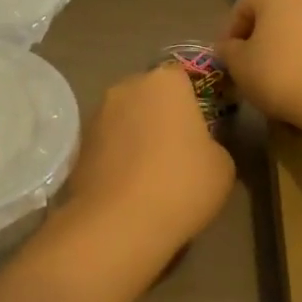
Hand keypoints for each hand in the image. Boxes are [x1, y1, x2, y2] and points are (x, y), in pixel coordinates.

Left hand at [61, 65, 234, 254]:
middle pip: (149, 94)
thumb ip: (212, 143)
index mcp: (165, 82)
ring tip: (151, 174)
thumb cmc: (181, 184)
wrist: (118, 224)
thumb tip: (198, 147)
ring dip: (136, 136)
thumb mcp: (223, 165)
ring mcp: (97, 115)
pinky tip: (129, 187)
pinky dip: (117, 157)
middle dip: (161, 115)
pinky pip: (107, 144)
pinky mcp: (78, 145)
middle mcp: (126, 87)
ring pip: (125, 118)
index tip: (201, 129)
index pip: (183, 77)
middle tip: (177, 151)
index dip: (192, 102)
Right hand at [217, 0, 301, 133]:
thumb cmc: (279, 74)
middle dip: (257, 38)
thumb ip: (227, 50)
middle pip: (270, 13)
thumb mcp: (239, 64)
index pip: (241, 8)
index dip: (229, 36)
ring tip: (275, 75)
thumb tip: (228, 46)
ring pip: (295, 26)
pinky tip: (300, 78)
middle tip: (248, 67)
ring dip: (282, 45)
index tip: (227, 61)